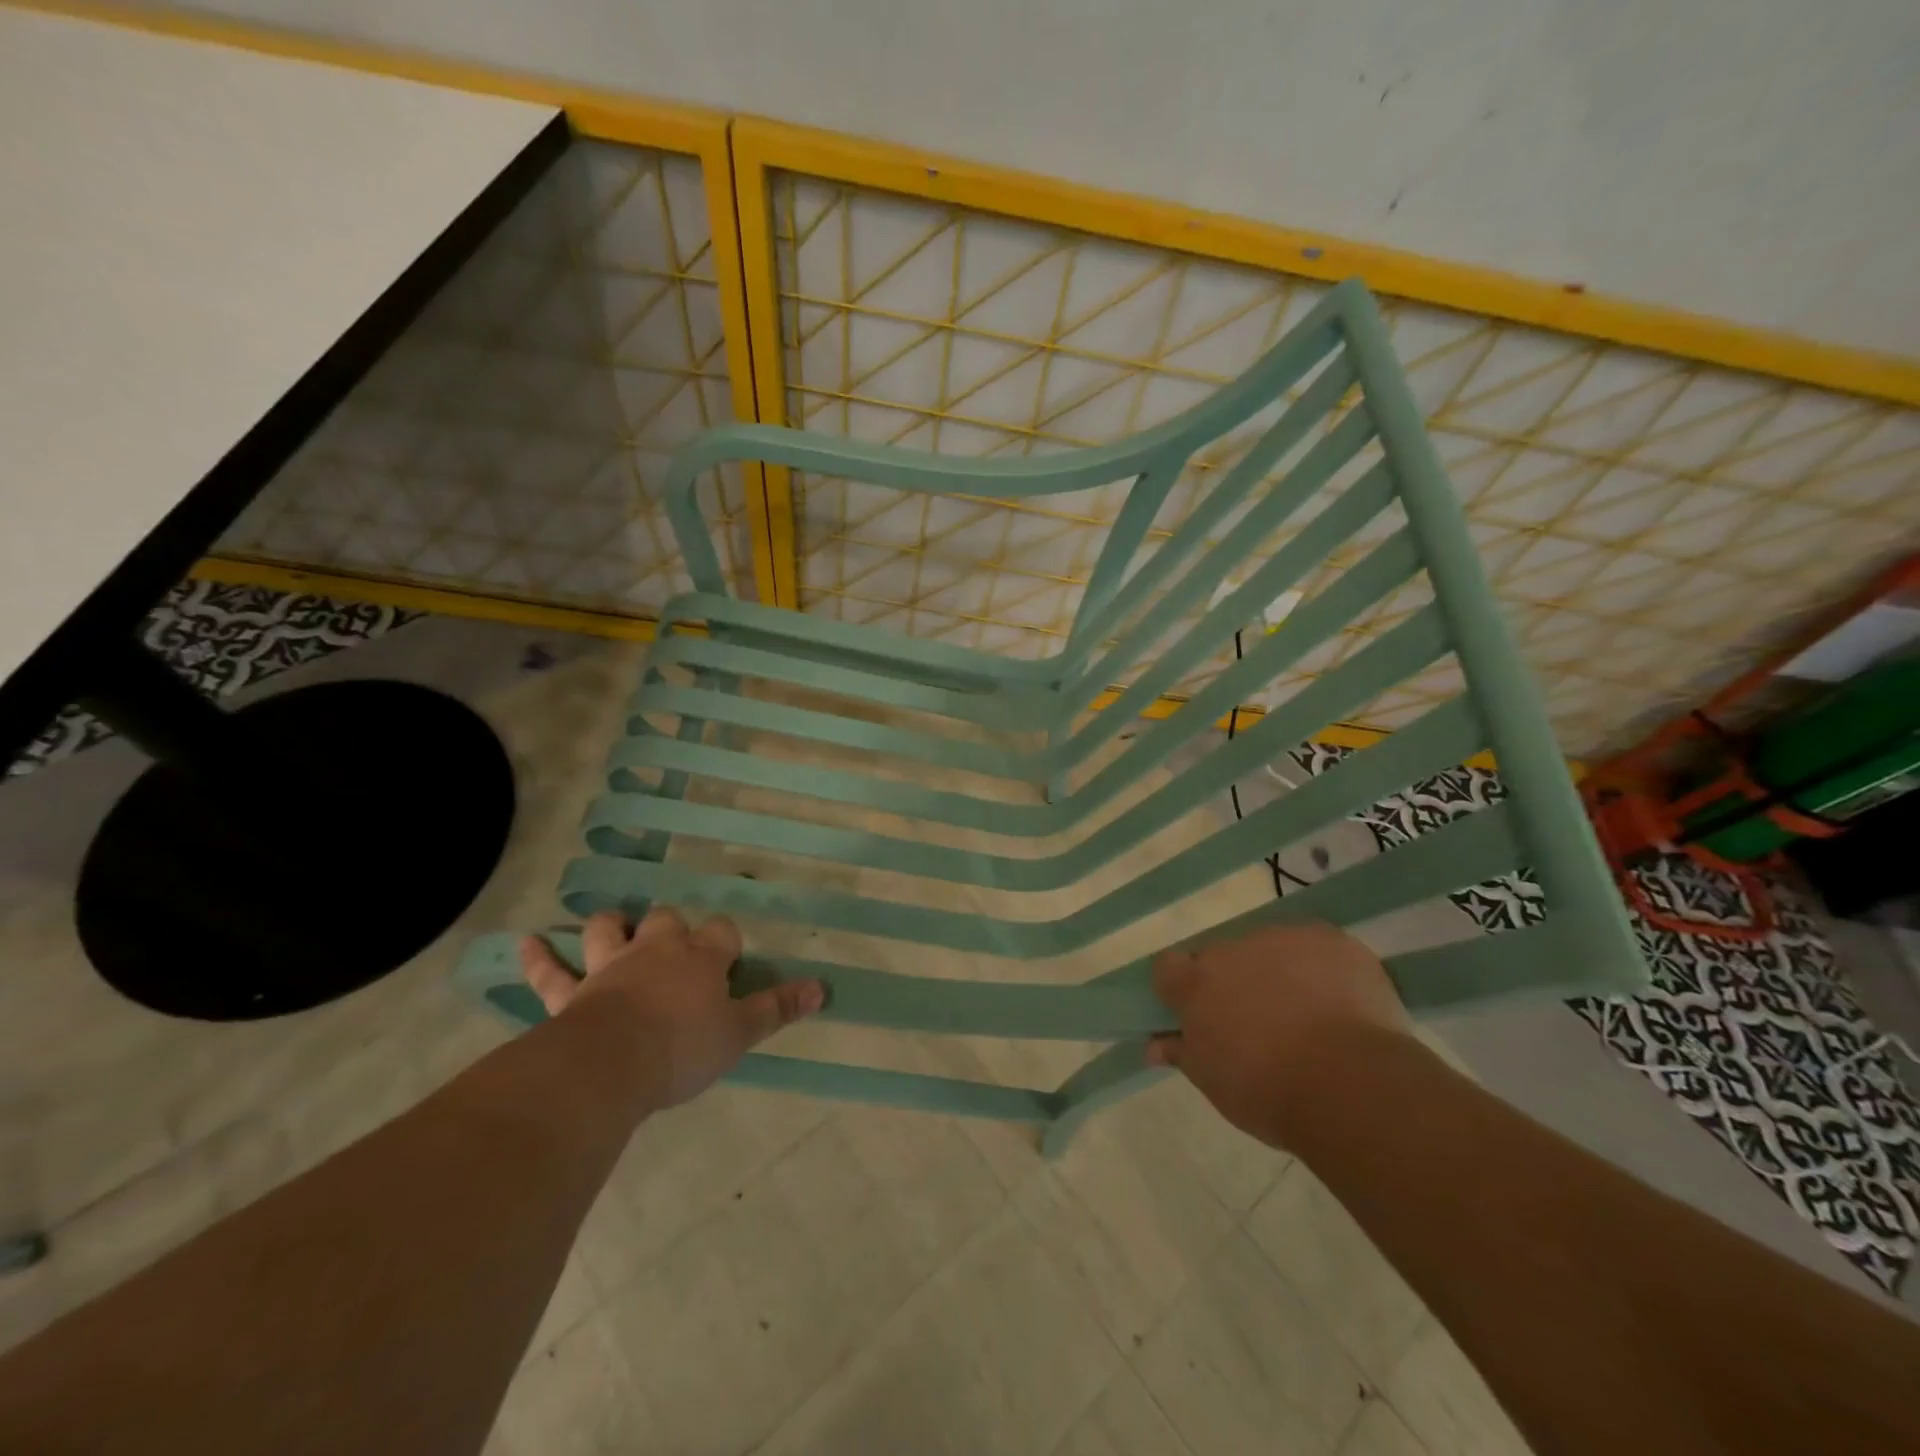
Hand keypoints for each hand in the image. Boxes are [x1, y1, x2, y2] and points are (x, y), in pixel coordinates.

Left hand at [518, 907, 823, 1109]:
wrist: (611, 1065)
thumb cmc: (683, 1048)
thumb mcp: (740, 1033)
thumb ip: (778, 1008)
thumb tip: (823, 988)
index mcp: (700, 959)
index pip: (721, 932)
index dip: (726, 941)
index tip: (728, 959)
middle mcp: (657, 951)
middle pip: (667, 921)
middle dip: (672, 927)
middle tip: (675, 946)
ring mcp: (611, 967)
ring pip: (609, 931)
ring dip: (610, 927)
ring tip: (613, 927)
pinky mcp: (572, 992)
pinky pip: (550, 972)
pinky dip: (538, 957)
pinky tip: (524, 943)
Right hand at [1146, 921, 1411, 1148]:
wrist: (1348, 1084)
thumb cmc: (1267, 1091)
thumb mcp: (1213, 1082)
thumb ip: (1182, 1052)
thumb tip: (1154, 1045)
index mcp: (1196, 982)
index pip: (1169, 966)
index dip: (1180, 987)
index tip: (1197, 1013)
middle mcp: (1232, 949)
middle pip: (1224, 958)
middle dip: (1236, 983)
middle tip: (1259, 1024)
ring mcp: (1283, 938)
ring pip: (1272, 950)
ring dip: (1279, 973)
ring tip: (1309, 1017)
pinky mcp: (1331, 939)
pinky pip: (1318, 949)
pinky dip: (1323, 970)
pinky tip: (1342, 1005)